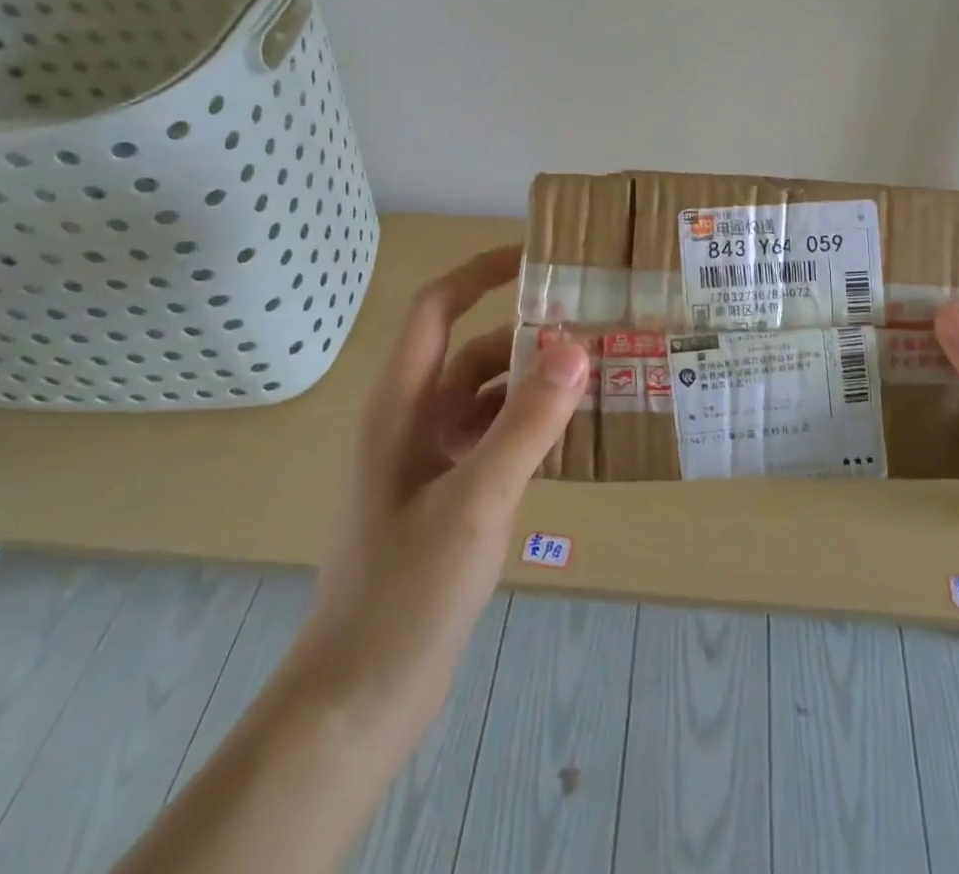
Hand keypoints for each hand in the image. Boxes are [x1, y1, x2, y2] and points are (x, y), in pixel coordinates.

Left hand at [295, 245, 588, 747]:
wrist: (359, 699)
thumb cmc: (405, 591)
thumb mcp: (475, 500)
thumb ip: (526, 423)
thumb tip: (574, 348)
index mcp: (402, 405)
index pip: (436, 309)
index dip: (479, 272)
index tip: (536, 258)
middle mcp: (414, 421)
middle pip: (473, 352)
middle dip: (528, 334)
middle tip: (593, 324)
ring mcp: (431, 462)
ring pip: (489, 399)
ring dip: (535, 385)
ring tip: (599, 376)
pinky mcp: (449, 498)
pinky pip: (496, 441)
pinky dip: (532, 428)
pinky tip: (575, 437)